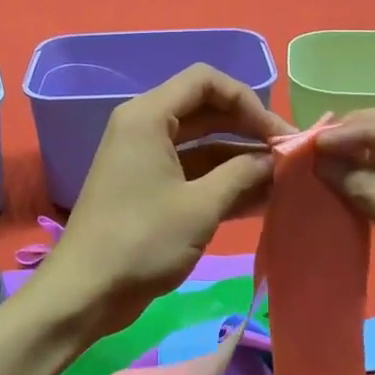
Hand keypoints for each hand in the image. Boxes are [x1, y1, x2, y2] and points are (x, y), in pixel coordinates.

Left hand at [35, 64, 293, 336]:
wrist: (85, 292)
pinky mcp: (149, 187)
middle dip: (248, 129)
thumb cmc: (142, 240)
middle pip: (206, 110)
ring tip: (283, 181)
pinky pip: (192, 171)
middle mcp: (145, 127)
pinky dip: (222, 181)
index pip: (206, 81)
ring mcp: (146, 158)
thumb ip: (243, 174)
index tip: (277, 133)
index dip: (247, 100)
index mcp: (148, 116)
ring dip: (240, 159)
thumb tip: (277, 159)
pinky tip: (260, 199)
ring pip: (202, 143)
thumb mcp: (201, 206)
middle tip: (289, 156)